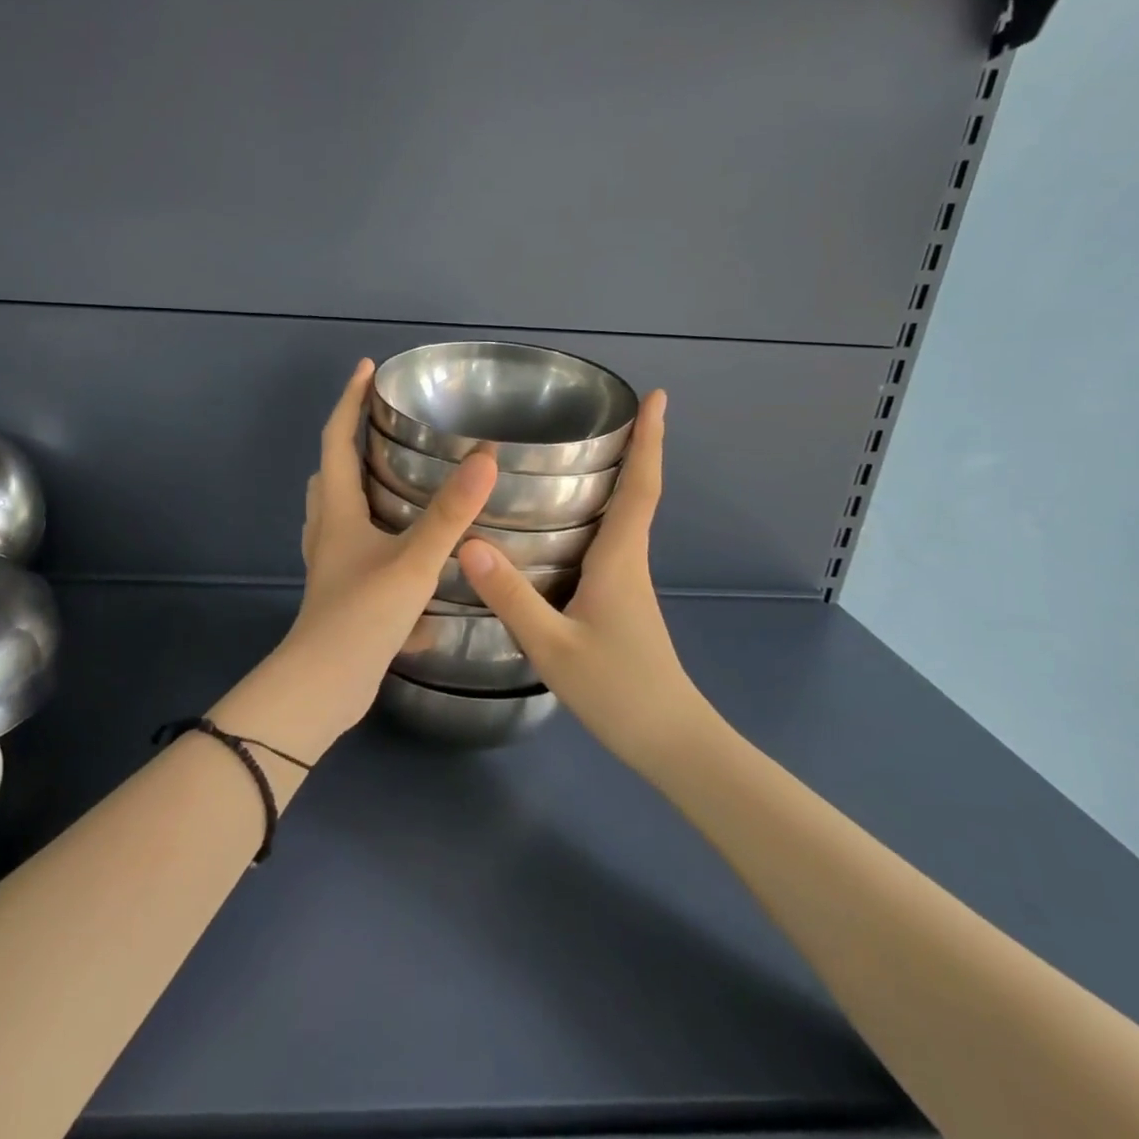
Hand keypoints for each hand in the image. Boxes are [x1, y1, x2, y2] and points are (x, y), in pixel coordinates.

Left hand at [254, 360, 497, 744]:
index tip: (366, 369)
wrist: (325, 687)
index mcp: (337, 512)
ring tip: (395, 479)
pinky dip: (376, 538)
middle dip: (349, 443)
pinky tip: (408, 553)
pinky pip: (355, 550)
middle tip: (383, 426)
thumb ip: (450, 514)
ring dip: (359, 489)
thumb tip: (485, 459)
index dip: (348, 401)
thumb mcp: (413, 562)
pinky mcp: (341, 593)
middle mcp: (328, 532)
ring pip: (339, 513)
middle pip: (330, 475)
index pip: (336, 440)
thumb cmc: (362, 617)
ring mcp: (331, 565)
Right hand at [458, 390, 722, 771]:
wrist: (669, 741)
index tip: (657, 397)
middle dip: (633, 449)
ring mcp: (628, 585)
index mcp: (620, 561)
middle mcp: (629, 563)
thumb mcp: (554, 646)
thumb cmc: (618, 690)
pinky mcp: (621, 604)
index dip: (650, 441)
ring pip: (623, 521)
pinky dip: (597, 518)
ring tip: (577, 457)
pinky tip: (563, 528)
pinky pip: (609, 545)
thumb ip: (512, 597)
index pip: (641, 488)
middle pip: (637, 495)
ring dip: (616, 481)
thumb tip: (469, 543)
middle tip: (608, 413)